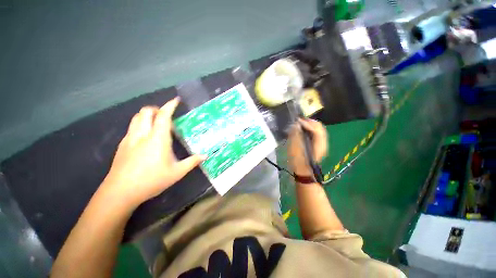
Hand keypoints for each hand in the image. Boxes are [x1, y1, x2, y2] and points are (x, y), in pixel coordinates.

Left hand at [100, 98, 205, 208]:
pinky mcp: (122, 145)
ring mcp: (130, 139)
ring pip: (136, 118)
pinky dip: (140, 124)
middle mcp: (142, 135)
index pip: (163, 116)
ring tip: (156, 121)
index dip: (170, 106)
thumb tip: (205, 156)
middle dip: (156, 109)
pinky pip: (132, 127)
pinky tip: (145, 136)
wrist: (120, 192)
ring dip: (147, 115)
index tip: (176, 100)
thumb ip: (192, 162)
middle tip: (166, 114)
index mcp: (158, 139)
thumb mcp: (177, 172)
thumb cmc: (151, 180)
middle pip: (146, 112)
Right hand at [288, 118, 327, 175]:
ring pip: (319, 130)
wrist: (304, 172)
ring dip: (311, 125)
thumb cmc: (298, 162)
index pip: (316, 129)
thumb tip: (296, 125)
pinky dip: (312, 130)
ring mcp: (323, 144)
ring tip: (301, 124)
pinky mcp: (320, 146)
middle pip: (320, 127)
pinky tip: (304, 130)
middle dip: (310, 122)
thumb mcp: (295, 149)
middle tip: (299, 120)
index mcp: (318, 145)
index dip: (307, 123)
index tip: (297, 120)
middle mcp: (323, 143)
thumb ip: (296, 136)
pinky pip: (317, 134)